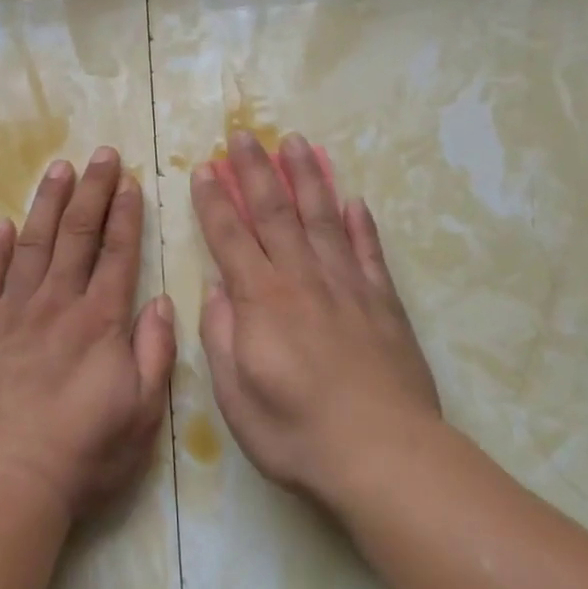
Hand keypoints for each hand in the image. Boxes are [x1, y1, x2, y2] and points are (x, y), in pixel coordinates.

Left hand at [0, 147, 175, 522]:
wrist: (7, 483)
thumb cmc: (84, 453)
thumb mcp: (142, 412)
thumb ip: (154, 352)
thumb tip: (159, 301)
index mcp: (100, 321)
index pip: (118, 253)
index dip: (125, 214)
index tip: (130, 180)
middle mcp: (57, 304)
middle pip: (78, 235)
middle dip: (92, 191)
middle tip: (101, 154)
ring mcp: (13, 313)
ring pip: (33, 243)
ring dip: (48, 204)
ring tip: (59, 169)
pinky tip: (0, 225)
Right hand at [191, 131, 442, 510]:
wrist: (383, 455)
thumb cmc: (297, 432)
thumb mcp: (235, 396)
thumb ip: (221, 336)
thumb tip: (218, 289)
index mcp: (261, 300)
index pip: (230, 237)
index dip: (214, 201)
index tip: (204, 168)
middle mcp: (302, 279)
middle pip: (275, 212)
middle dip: (255, 170)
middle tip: (244, 134)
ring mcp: (348, 286)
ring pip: (322, 218)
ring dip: (307, 178)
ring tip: (296, 143)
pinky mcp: (384, 302)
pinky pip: (369, 251)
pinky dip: (361, 223)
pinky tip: (353, 200)